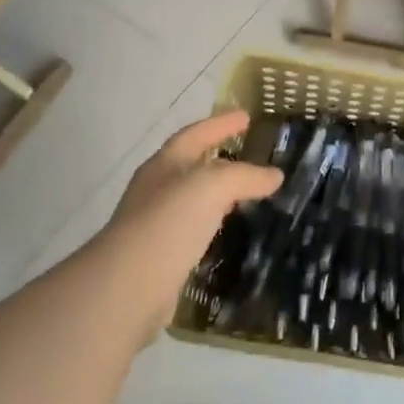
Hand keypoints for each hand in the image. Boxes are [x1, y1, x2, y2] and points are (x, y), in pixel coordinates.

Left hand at [97, 110, 281, 341]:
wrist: (128, 288)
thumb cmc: (169, 223)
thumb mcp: (213, 186)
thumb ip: (245, 176)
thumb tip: (275, 175)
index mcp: (165, 164)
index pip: (196, 134)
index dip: (221, 123)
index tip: (246, 116)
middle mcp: (157, 189)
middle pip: (191, 164)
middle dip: (219, 156)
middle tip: (250, 154)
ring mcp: (156, 224)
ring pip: (193, 199)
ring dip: (218, 193)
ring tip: (246, 194)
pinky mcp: (161, 257)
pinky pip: (194, 230)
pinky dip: (213, 224)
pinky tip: (228, 232)